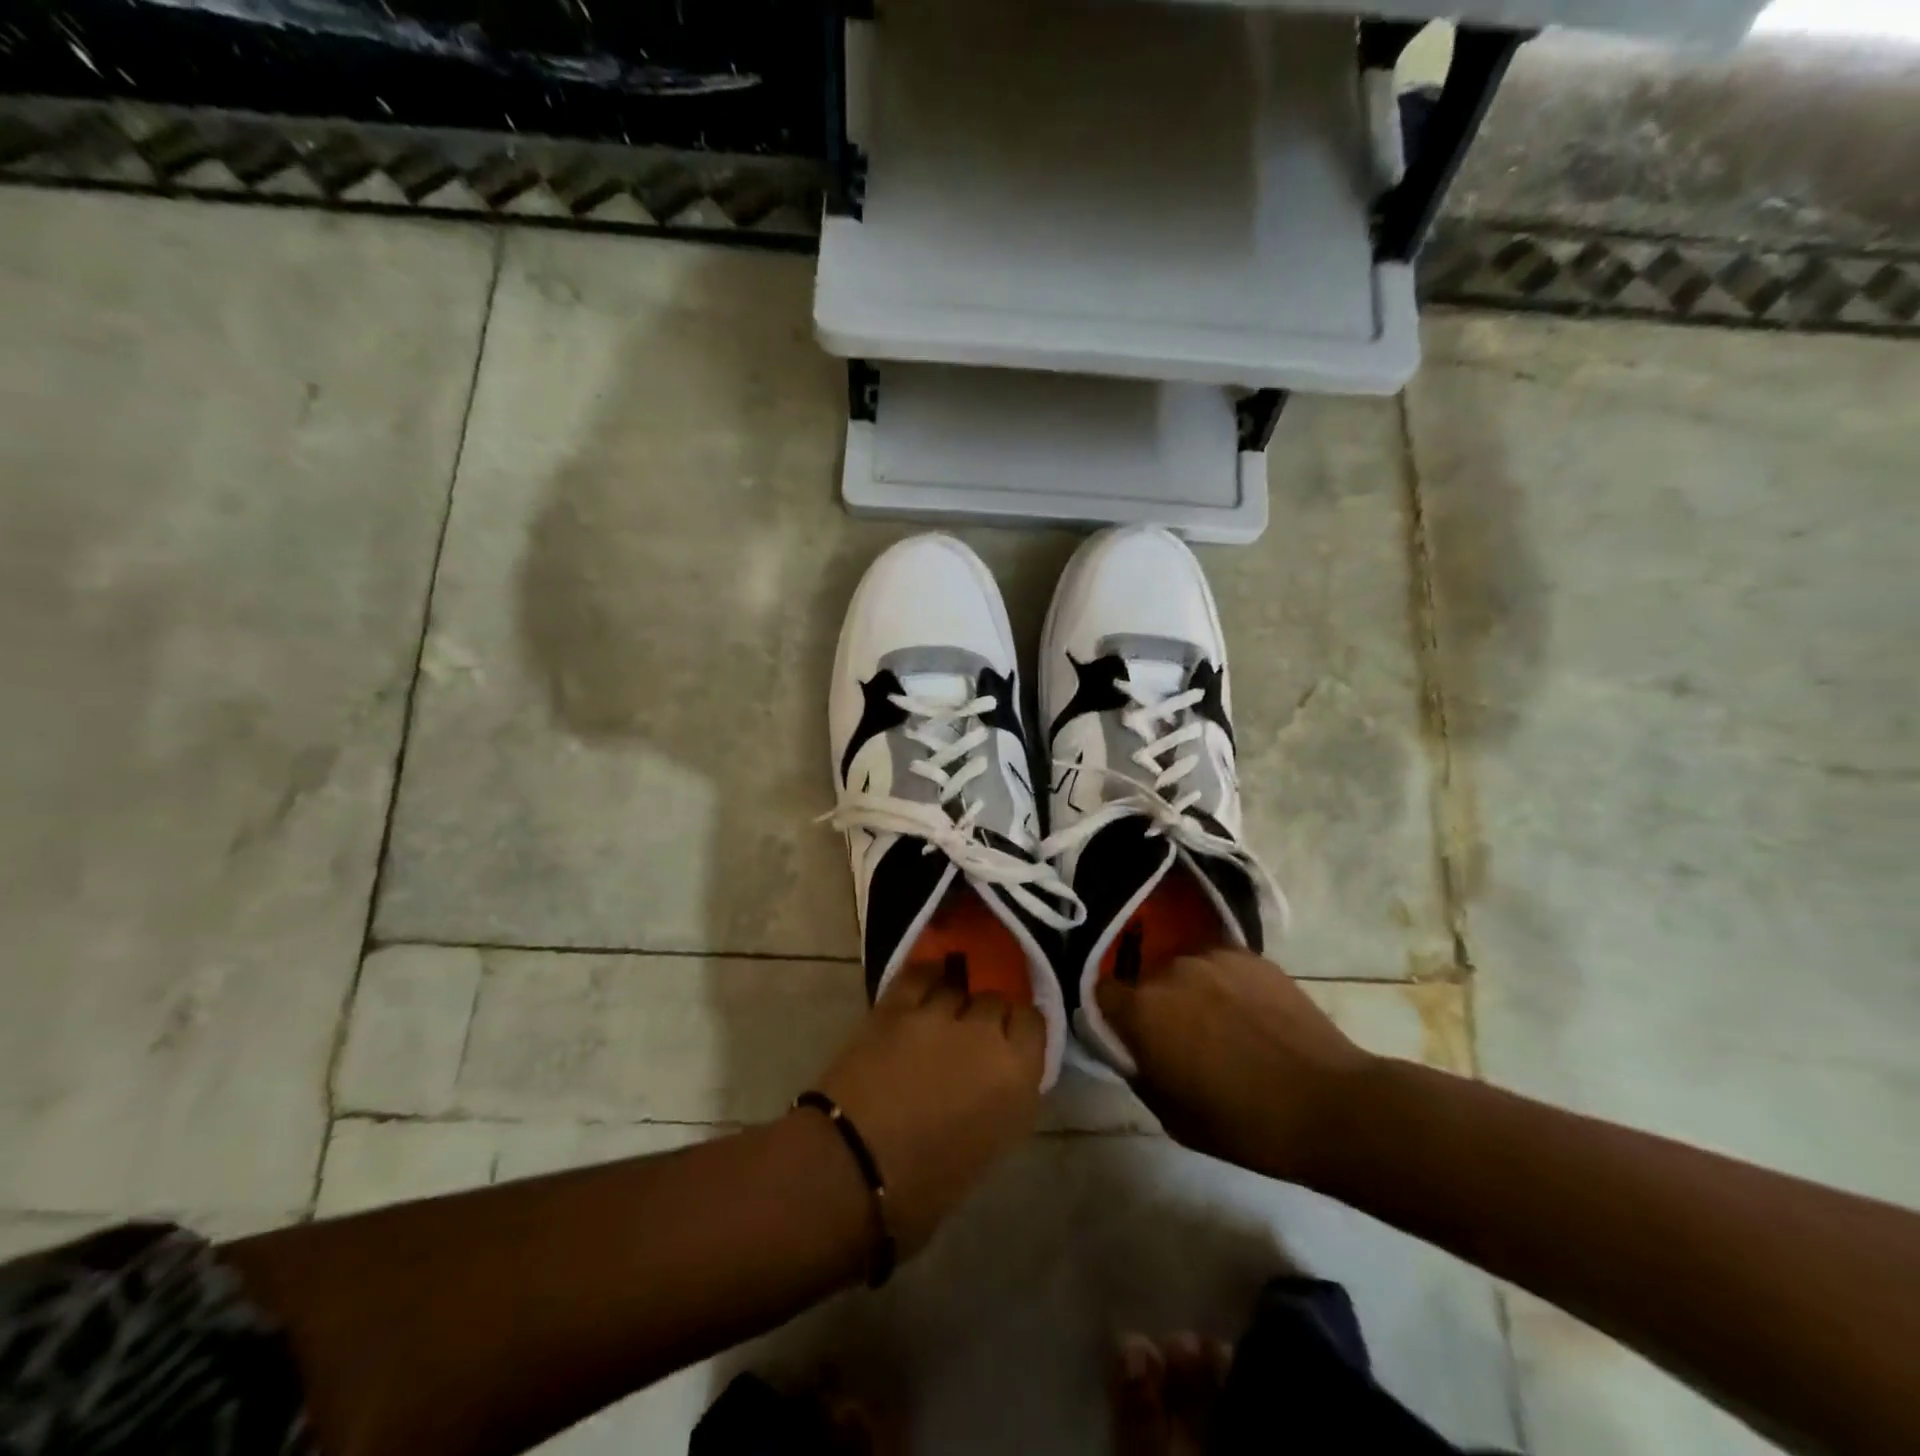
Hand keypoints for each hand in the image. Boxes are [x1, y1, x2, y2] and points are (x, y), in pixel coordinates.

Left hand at [812, 959, 1045, 1256]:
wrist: (848, 1172)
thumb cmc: (921, 1190)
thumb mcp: (985, 1150)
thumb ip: (1000, 1100)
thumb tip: (993, 1079)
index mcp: (1016, 1079)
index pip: (1034, 1024)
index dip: (1020, 1030)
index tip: (1009, 1041)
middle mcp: (985, 1036)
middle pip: (996, 1000)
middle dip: (987, 1015)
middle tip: (971, 1036)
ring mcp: (938, 1014)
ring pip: (959, 985)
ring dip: (955, 998)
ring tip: (942, 1013)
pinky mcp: (896, 1005)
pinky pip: (919, 974)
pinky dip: (926, 975)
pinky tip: (926, 979)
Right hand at [1096, 948, 1373, 1185]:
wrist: (1330, 1105)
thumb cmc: (1245, 1124)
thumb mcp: (1172, 1117)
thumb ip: (1139, 1071)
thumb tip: (1130, 1049)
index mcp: (1142, 1010)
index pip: (1102, 993)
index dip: (1112, 1016)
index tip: (1131, 1037)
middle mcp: (1170, 971)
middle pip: (1146, 980)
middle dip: (1155, 1004)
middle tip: (1182, 1039)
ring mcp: (1213, 957)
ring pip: (1184, 970)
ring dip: (1191, 992)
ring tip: (1223, 1025)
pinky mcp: (1251, 955)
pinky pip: (1220, 965)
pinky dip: (1225, 984)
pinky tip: (1251, 1014)